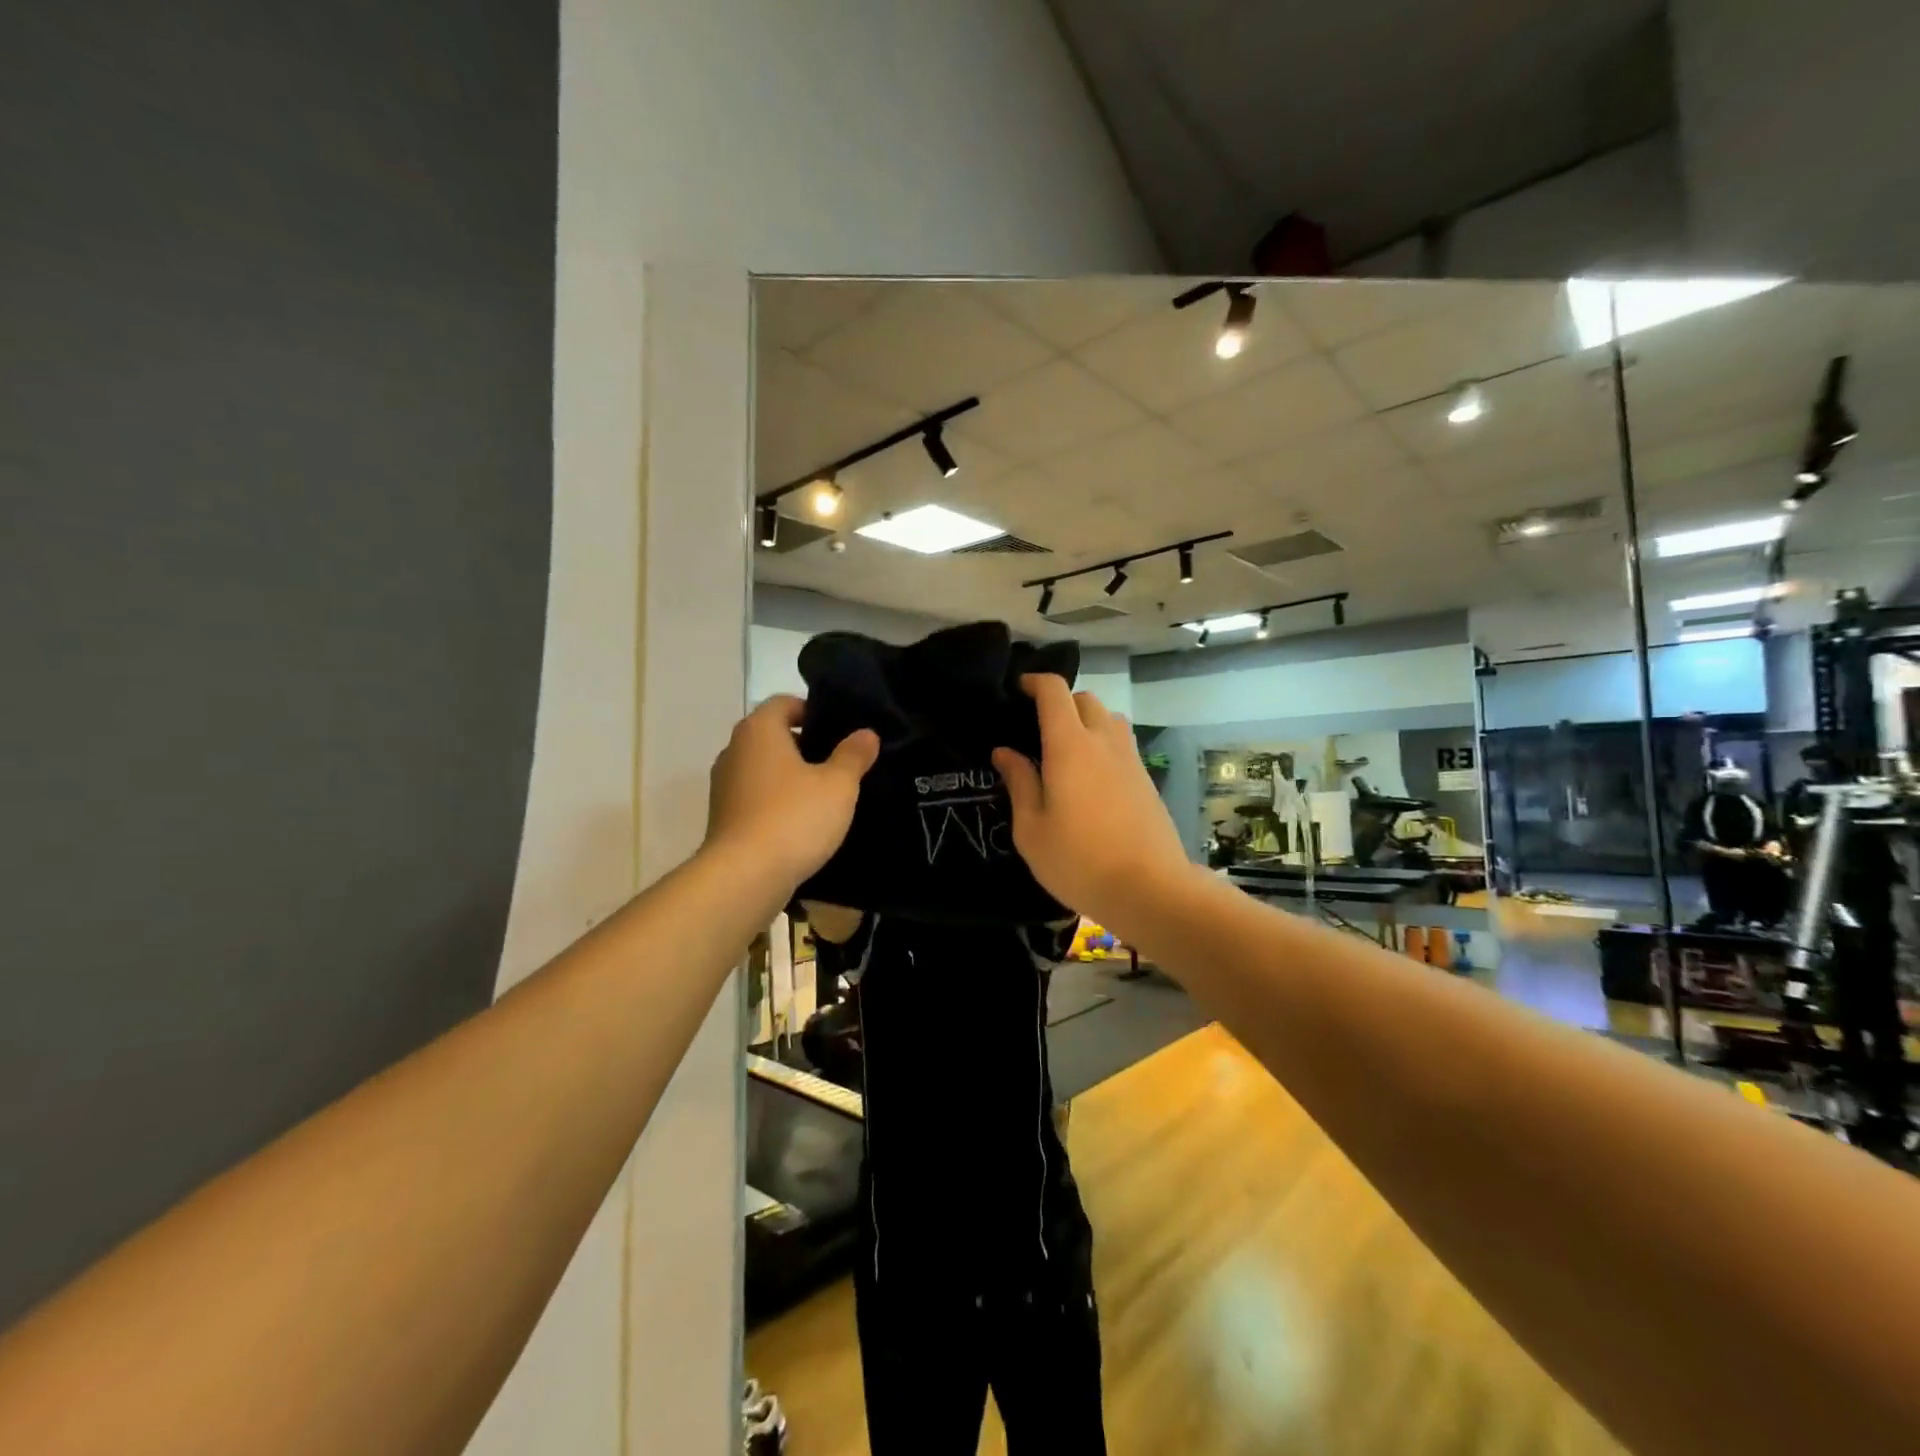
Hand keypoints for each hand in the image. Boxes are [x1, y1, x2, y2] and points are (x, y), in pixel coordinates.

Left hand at [706, 696, 879, 890]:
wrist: (744, 877)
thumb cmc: (794, 817)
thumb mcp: (838, 785)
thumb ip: (853, 755)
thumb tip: (866, 734)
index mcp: (759, 730)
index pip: (784, 702)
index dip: (812, 711)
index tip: (839, 732)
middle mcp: (734, 750)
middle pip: (772, 735)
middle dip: (805, 746)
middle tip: (840, 763)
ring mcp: (724, 786)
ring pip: (764, 769)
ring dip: (791, 777)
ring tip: (825, 795)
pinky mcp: (723, 818)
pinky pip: (756, 797)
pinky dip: (777, 802)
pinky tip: (802, 823)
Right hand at [991, 674, 1191, 922]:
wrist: (1150, 889)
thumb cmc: (1079, 861)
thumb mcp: (1032, 829)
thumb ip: (1019, 783)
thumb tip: (1005, 752)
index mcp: (1070, 746)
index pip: (1055, 692)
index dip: (1035, 682)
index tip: (1017, 690)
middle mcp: (1103, 741)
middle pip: (1085, 699)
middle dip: (1060, 702)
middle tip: (1037, 728)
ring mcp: (1130, 759)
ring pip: (1109, 719)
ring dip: (1086, 721)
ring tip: (1066, 750)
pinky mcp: (1147, 779)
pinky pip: (1122, 744)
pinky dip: (1103, 744)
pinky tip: (1090, 777)